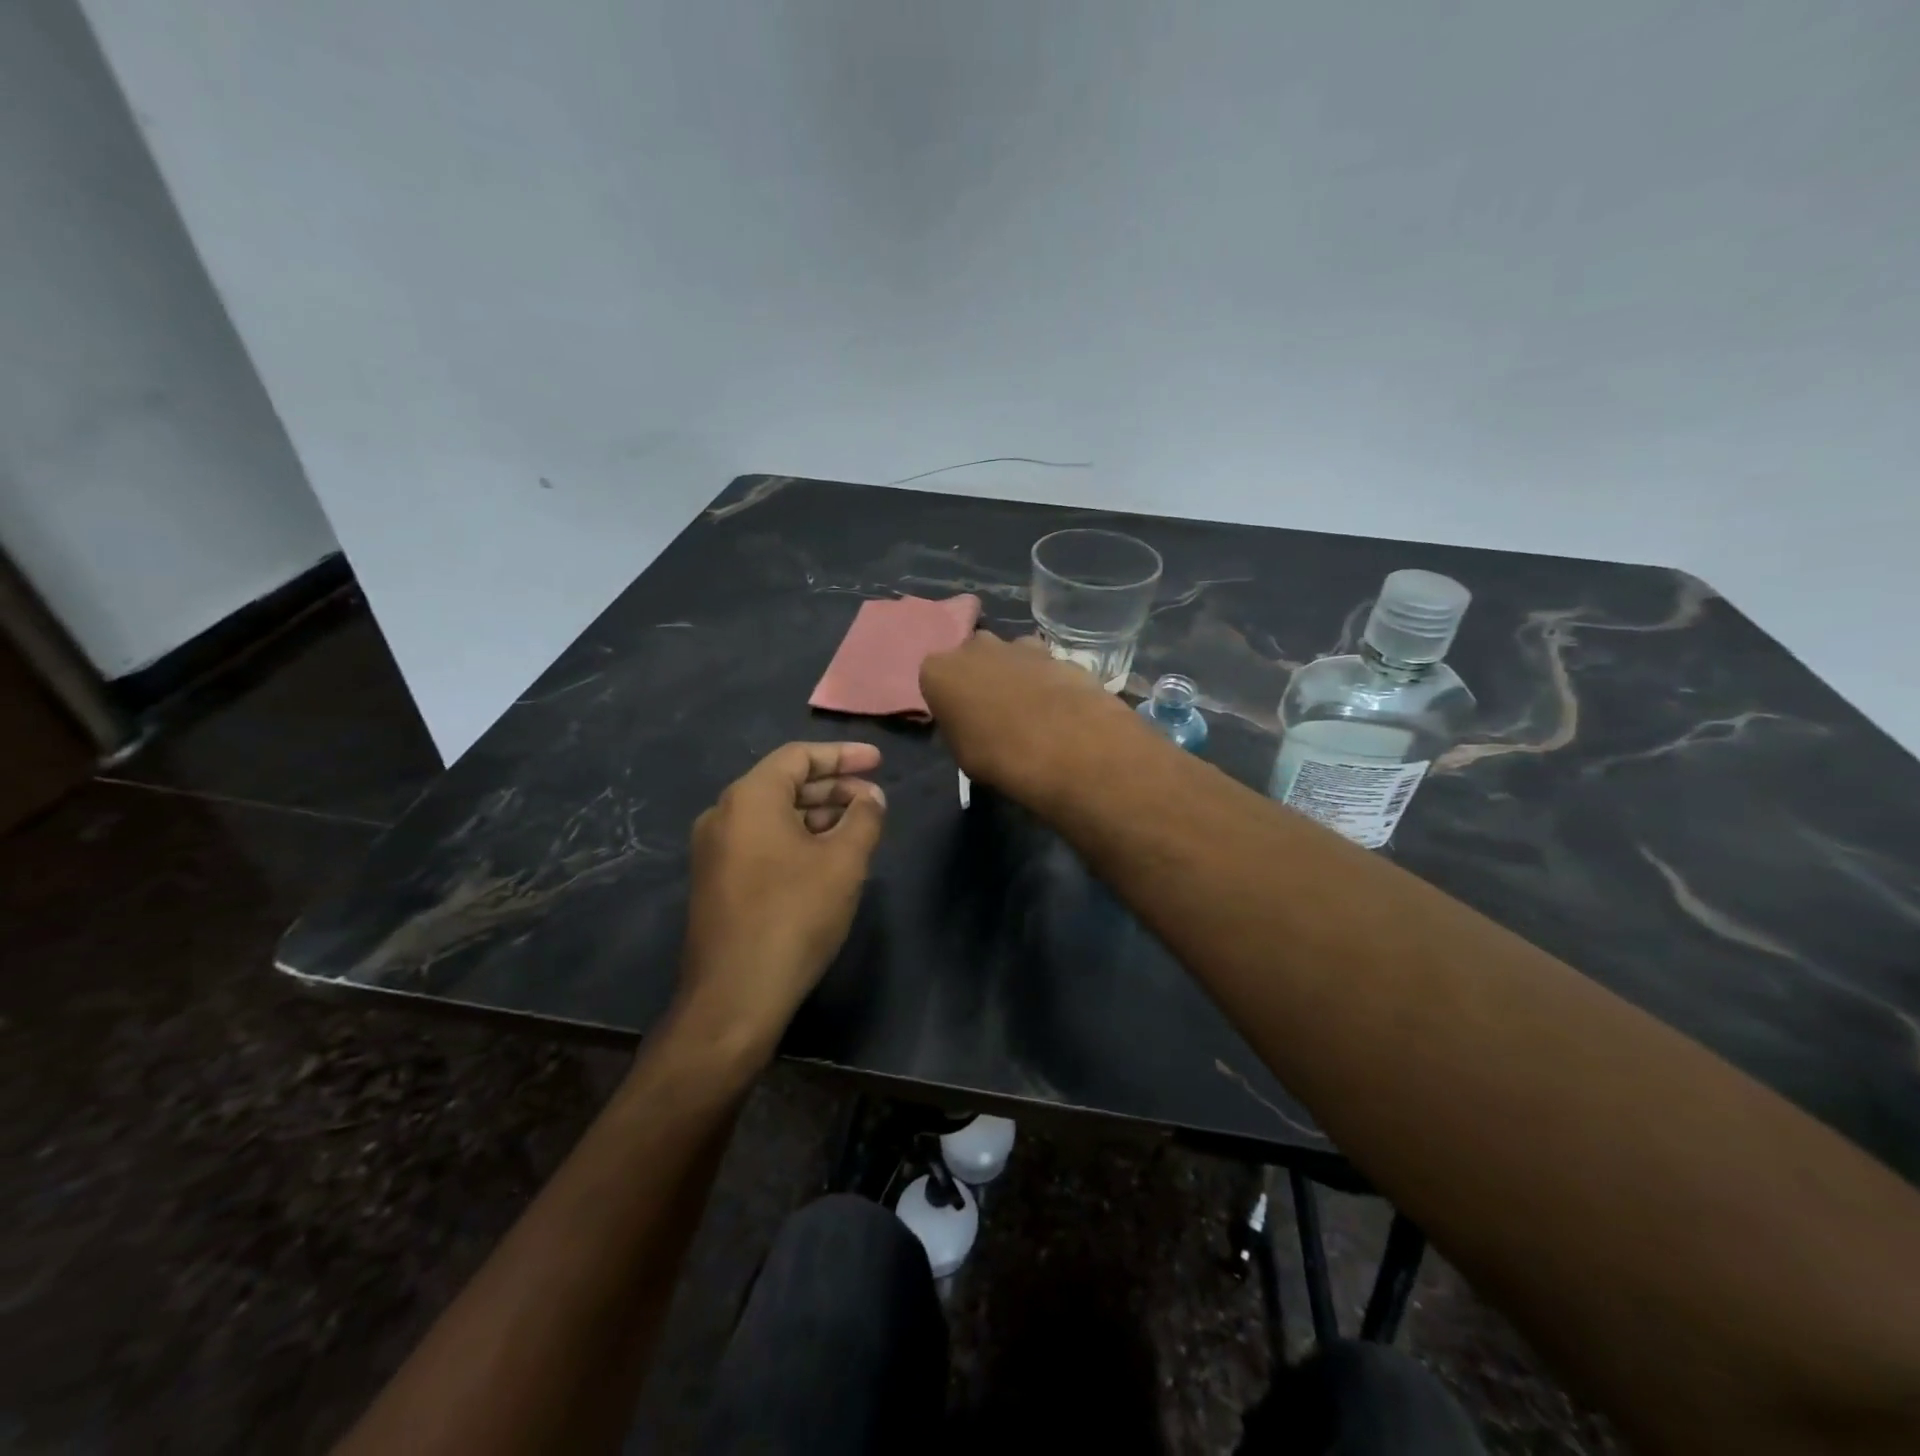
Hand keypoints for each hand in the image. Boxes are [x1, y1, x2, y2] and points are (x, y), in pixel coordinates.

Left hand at [676, 742, 886, 1057]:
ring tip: (858, 827)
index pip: (799, 757)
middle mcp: (724, 815)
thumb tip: (870, 797)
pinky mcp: (716, 881)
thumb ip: (864, 818)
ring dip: (817, 815)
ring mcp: (715, 850)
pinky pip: (762, 842)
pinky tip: (827, 857)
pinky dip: (797, 838)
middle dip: (833, 786)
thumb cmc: (794, 915)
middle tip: (874, 798)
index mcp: (750, 798)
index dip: (843, 755)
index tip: (879, 761)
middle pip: (785, 784)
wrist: (735, 995)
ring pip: (773, 816)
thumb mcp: (843, 861)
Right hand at [919, 632, 1134, 803]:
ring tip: (1030, 712)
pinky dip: (1046, 681)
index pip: (934, 679)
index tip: (961, 720)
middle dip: (981, 678)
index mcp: (939, 671)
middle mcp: (974, 647)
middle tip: (995, 713)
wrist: (1064, 745)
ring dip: (1015, 676)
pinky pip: (1043, 666)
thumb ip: (959, 727)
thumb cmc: (998, 756)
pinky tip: (1058, 709)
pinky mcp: (1056, 652)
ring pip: (1009, 656)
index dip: (948, 700)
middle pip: (972, 658)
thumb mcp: (961, 755)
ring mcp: (1018, 645)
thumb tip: (970, 724)